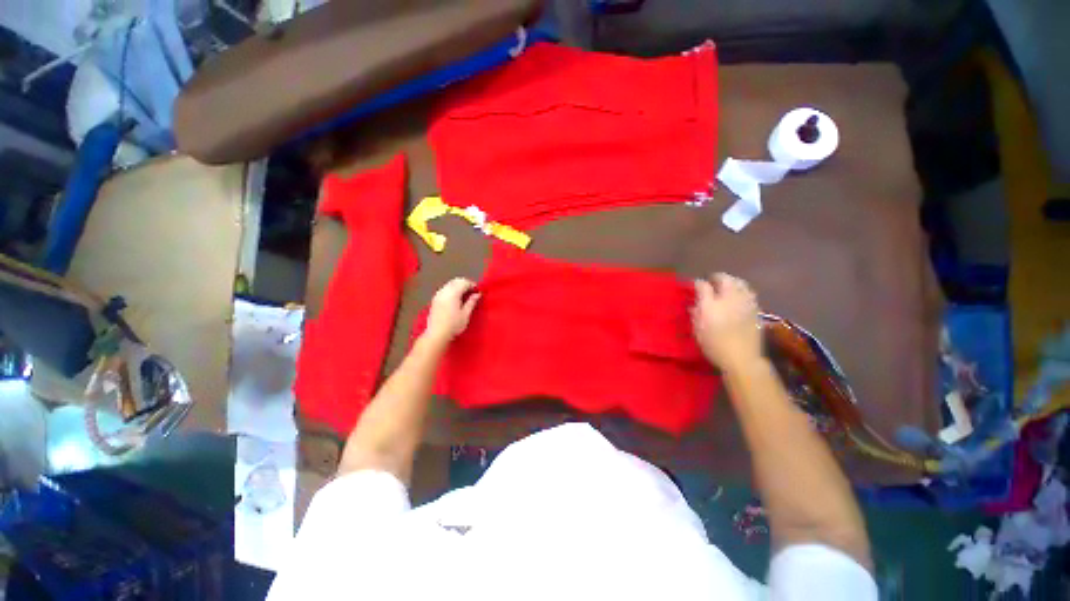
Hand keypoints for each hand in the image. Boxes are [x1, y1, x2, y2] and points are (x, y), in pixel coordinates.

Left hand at [424, 278, 480, 344]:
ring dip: (458, 286)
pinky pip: (445, 289)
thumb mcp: (466, 314)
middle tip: (473, 292)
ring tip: (465, 296)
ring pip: (450, 284)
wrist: (436, 334)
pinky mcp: (434, 300)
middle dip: (465, 284)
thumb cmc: (453, 325)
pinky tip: (456, 299)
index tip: (478, 291)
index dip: (472, 285)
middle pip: (456, 281)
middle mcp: (444, 291)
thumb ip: (472, 302)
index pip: (464, 282)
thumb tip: (478, 294)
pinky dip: (452, 290)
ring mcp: (438, 295)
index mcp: (453, 293)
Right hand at [691, 273, 762, 372]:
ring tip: (726, 287)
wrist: (741, 358)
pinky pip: (748, 293)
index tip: (695, 285)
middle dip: (718, 278)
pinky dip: (742, 291)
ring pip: (741, 284)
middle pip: (726, 279)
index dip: (698, 283)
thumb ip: (696, 311)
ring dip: (732, 282)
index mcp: (713, 302)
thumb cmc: (714, 343)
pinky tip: (738, 298)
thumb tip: (695, 302)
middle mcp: (731, 298)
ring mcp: (746, 303)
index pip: (704, 285)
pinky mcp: (756, 310)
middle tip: (712, 282)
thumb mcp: (698, 327)